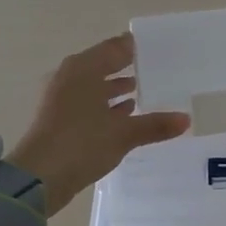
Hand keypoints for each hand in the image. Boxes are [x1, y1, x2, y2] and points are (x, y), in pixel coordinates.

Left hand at [6, 34, 188, 214]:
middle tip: (153, 70)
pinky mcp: (58, 119)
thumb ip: (155, 125)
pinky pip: (87, 103)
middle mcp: (69, 77)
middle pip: (102, 65)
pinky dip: (104, 105)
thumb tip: (186, 119)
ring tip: (139, 90)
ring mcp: (60, 98)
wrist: (39, 177)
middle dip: (126, 68)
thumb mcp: (123, 134)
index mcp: (83, 69)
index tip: (155, 48)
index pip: (114, 48)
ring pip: (93, 85)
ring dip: (114, 88)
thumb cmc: (81, 143)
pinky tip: (123, 114)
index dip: (133, 48)